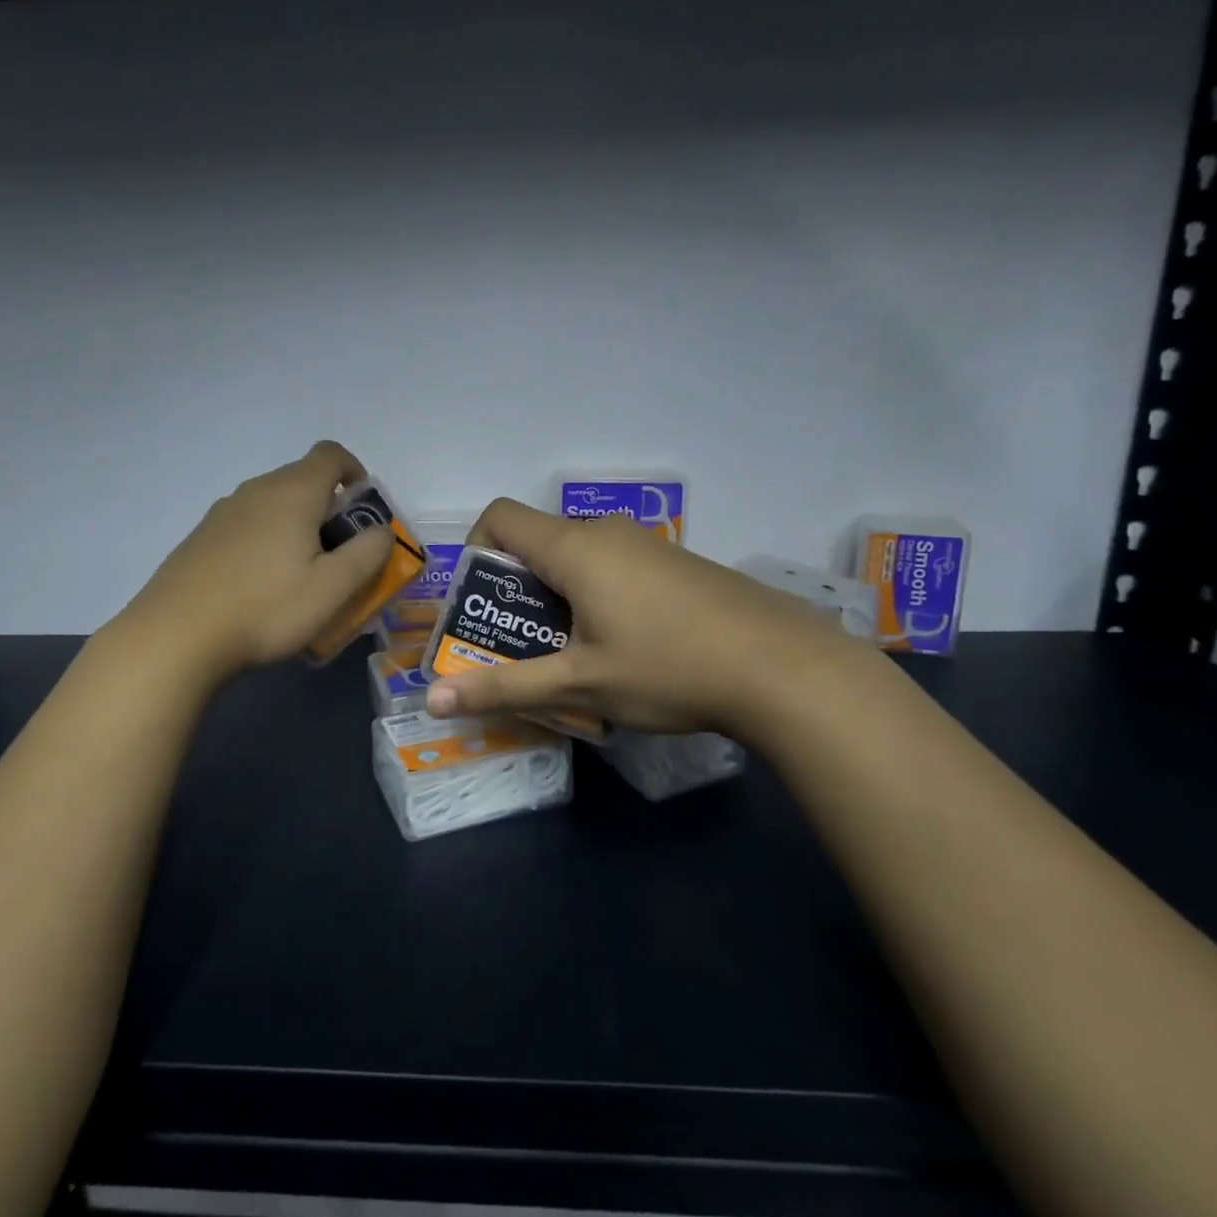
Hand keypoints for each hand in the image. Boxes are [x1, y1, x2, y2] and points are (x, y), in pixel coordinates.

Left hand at [124, 442, 393, 680]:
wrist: (175, 637)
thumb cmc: (266, 608)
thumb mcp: (333, 588)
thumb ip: (368, 553)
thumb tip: (381, 529)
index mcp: (293, 492)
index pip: (331, 454)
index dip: (355, 472)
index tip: (362, 510)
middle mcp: (256, 490)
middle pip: (302, 480)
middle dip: (329, 509)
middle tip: (339, 556)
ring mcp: (222, 512)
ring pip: (273, 505)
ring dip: (296, 527)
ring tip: (300, 577)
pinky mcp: (200, 537)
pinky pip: (247, 526)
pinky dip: (266, 542)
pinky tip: (260, 588)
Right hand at [424, 499, 878, 738]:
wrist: (784, 667)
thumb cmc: (667, 667)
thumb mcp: (579, 683)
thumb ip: (504, 687)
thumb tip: (432, 700)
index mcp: (573, 547)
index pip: (500, 516)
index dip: (476, 551)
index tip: (484, 605)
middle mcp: (606, 532)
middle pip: (537, 541)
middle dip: (516, 590)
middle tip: (519, 646)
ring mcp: (646, 545)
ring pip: (578, 558)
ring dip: (557, 598)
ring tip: (569, 655)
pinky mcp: (675, 564)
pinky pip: (614, 567)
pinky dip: (596, 597)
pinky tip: (624, 648)